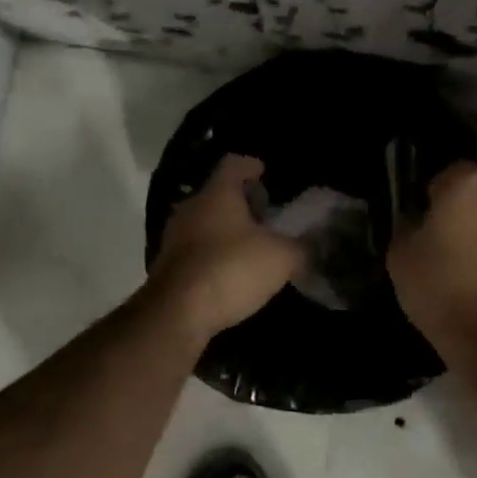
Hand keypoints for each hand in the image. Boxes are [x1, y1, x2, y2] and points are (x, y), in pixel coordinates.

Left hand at [148, 155, 304, 345]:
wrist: (177, 313)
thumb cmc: (232, 269)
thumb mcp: (281, 258)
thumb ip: (300, 248)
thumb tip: (309, 247)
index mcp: (218, 193)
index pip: (234, 164)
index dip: (252, 166)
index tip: (265, 173)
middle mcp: (192, 207)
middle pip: (218, 193)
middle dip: (242, 202)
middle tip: (266, 215)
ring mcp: (174, 237)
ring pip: (205, 222)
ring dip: (227, 230)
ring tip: (252, 246)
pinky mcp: (168, 265)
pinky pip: (196, 249)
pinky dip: (214, 254)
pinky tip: (232, 272)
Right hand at [387, 162, 476, 356]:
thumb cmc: (443, 287)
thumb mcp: (400, 255)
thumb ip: (408, 227)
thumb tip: (418, 224)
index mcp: (470, 183)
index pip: (445, 173)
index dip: (428, 195)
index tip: (417, 220)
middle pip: (474, 194)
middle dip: (457, 211)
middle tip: (435, 240)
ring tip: (456, 263)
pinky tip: (476, 279)